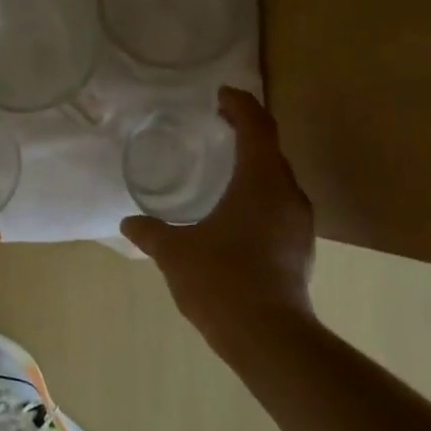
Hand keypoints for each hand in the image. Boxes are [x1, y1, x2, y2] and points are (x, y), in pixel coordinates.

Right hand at [121, 87, 316, 345]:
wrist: (267, 335)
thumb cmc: (220, 280)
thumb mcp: (175, 252)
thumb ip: (151, 232)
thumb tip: (129, 223)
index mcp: (260, 182)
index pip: (256, 127)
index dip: (240, 106)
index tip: (222, 94)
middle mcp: (287, 195)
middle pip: (271, 150)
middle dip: (247, 133)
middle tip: (220, 126)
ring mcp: (299, 224)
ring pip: (278, 182)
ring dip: (255, 168)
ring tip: (226, 169)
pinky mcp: (300, 249)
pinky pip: (279, 208)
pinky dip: (259, 198)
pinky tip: (237, 216)